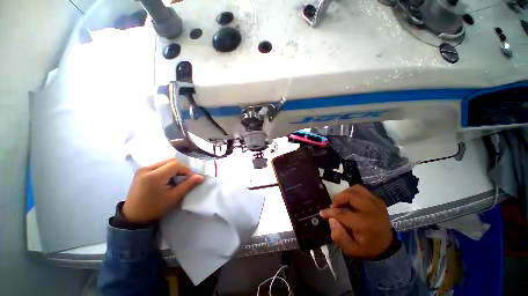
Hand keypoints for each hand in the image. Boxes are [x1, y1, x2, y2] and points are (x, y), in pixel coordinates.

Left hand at [122, 158, 203, 223]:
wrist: (133, 216)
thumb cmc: (154, 208)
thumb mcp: (174, 197)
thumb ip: (188, 185)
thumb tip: (201, 177)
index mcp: (154, 176)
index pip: (176, 164)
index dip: (186, 170)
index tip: (190, 179)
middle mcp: (147, 168)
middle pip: (171, 160)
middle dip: (181, 168)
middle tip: (183, 179)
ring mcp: (143, 168)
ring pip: (166, 161)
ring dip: (174, 168)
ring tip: (175, 179)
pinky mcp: (141, 171)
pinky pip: (159, 164)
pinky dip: (167, 169)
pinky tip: (167, 179)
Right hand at [320, 185, 392, 259]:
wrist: (386, 245)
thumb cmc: (367, 247)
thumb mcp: (351, 250)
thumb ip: (339, 237)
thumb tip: (331, 220)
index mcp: (365, 224)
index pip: (342, 213)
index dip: (329, 212)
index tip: (322, 213)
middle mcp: (372, 210)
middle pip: (350, 195)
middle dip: (338, 199)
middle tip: (334, 207)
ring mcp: (376, 203)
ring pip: (355, 189)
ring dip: (345, 194)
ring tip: (342, 203)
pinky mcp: (378, 199)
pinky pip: (361, 190)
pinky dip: (352, 193)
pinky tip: (350, 202)